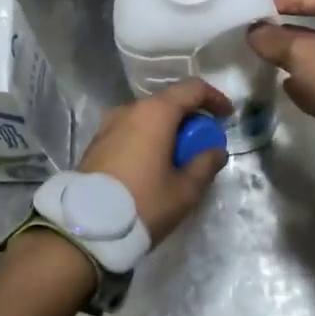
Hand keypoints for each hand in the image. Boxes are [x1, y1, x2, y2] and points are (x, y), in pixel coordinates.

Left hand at [79, 78, 230, 243]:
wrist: (87, 226)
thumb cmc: (143, 202)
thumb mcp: (184, 190)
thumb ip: (205, 164)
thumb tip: (216, 151)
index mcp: (155, 113)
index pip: (192, 89)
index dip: (214, 98)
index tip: (227, 116)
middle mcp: (130, 109)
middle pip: (168, 102)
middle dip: (190, 117)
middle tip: (204, 143)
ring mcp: (109, 124)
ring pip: (147, 117)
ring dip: (167, 129)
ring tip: (178, 157)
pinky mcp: (96, 142)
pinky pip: (130, 130)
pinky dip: (148, 137)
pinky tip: (153, 163)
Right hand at [245, 0, 314, 126]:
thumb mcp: (305, 52)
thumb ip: (276, 40)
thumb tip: (254, 32)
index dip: (300, 1)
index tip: (272, 5)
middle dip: (295, 36)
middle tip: (267, 36)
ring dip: (300, 63)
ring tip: (272, 61)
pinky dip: (308, 87)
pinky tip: (288, 87)